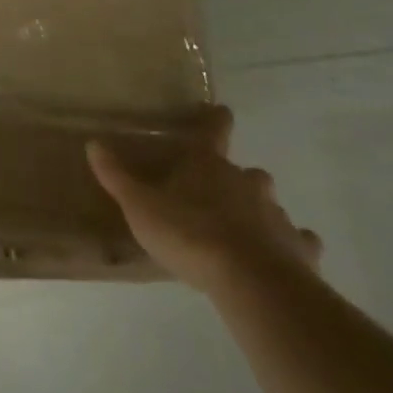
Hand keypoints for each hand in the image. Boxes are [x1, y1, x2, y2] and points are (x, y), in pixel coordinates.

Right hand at [88, 105, 321, 296]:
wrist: (251, 282)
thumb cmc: (190, 235)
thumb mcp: (140, 207)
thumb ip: (117, 177)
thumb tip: (93, 143)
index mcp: (208, 165)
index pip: (213, 130)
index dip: (216, 119)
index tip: (222, 110)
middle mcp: (246, 181)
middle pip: (247, 172)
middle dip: (237, 179)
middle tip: (220, 195)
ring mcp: (276, 214)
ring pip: (270, 205)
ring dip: (261, 212)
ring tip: (246, 231)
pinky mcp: (298, 248)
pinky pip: (299, 241)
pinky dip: (293, 244)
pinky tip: (285, 256)